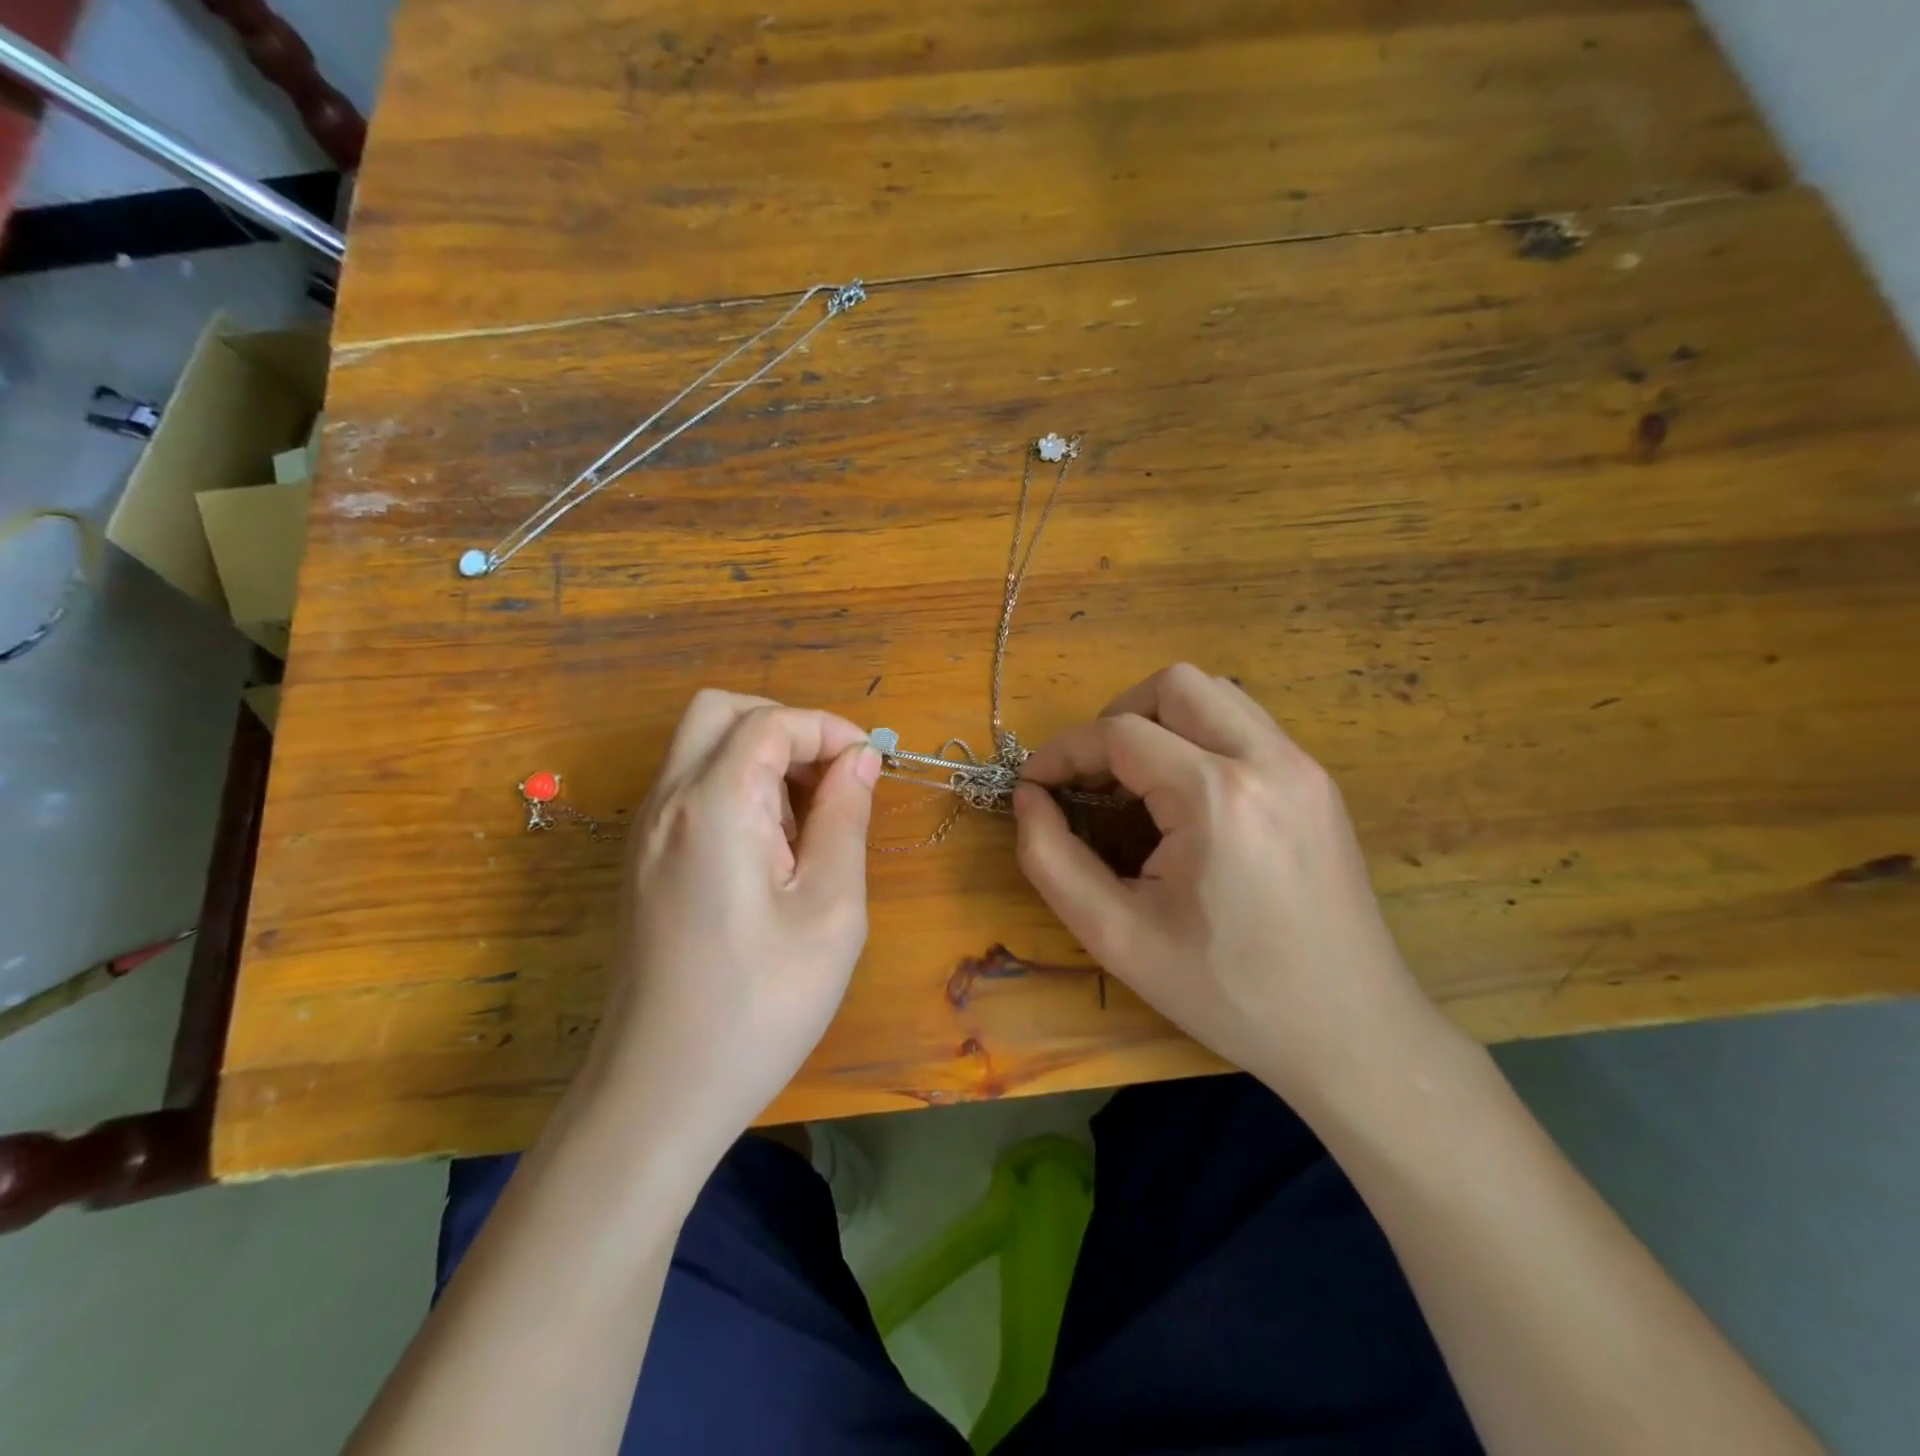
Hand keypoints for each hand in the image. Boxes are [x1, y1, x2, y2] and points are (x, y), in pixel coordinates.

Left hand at [581, 690, 880, 1172]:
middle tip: (831, 780)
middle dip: (786, 728)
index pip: (769, 721)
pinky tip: (769, 853)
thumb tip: (860, 759)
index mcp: (712, 805)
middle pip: (720, 713)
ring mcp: (644, 834)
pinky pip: (689, 791)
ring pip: (701, 749)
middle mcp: (666, 803)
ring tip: (807, 826)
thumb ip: (845, 818)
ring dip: (760, 759)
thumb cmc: (761, 1004)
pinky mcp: (642, 864)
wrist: (660, 1095)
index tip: (870, 763)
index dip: (827, 729)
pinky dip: (735, 790)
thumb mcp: (831, 910)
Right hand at [1012, 664, 1441, 1110]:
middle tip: (1091, 775)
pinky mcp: (1320, 784)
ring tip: (1135, 779)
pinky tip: (1187, 796)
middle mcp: (1268, 761)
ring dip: (1161, 719)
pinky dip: (1200, 737)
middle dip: (1115, 716)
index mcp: (1217, 797)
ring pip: (1217, 694)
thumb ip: (1052, 860)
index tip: (1033, 784)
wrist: (1351, 1034)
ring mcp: (1304, 767)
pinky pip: (1247, 726)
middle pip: (1175, 684)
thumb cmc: (1227, 993)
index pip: (1119, 733)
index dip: (1062, 752)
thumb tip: (1028, 799)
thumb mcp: (1117, 938)